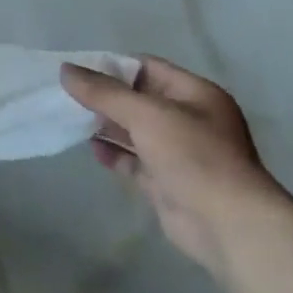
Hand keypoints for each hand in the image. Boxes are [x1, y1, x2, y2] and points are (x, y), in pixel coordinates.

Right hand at [61, 56, 292, 276]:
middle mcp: (189, 120)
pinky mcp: (166, 181)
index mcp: (195, 94)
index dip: (111, 67)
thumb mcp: (146, 115)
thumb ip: (103, 92)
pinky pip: (134, 160)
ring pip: (133, 130)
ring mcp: (178, 152)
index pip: (147, 68)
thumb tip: (65, 70)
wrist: (227, 225)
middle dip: (103, 97)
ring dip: (105, 125)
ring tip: (70, 119)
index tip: (75, 70)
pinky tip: (91, 149)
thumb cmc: (193, 157)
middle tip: (64, 95)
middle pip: (137, 99)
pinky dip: (113, 154)